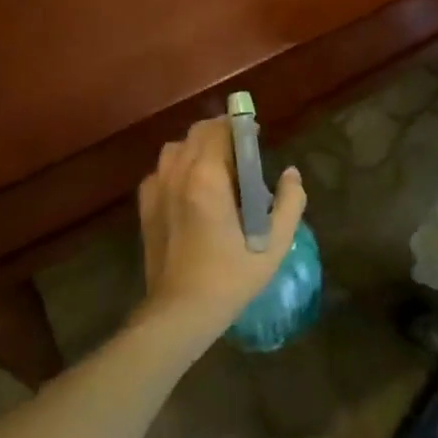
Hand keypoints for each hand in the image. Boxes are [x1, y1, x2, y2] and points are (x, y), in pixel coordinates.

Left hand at [135, 118, 306, 340]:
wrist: (180, 312)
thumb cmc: (230, 276)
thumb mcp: (275, 243)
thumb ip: (290, 202)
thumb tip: (291, 174)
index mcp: (208, 176)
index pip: (220, 129)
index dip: (239, 125)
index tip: (256, 135)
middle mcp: (178, 173)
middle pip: (196, 132)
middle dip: (219, 132)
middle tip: (241, 151)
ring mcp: (157, 188)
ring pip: (175, 148)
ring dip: (196, 147)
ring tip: (215, 167)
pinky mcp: (146, 206)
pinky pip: (161, 170)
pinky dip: (177, 167)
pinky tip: (190, 189)